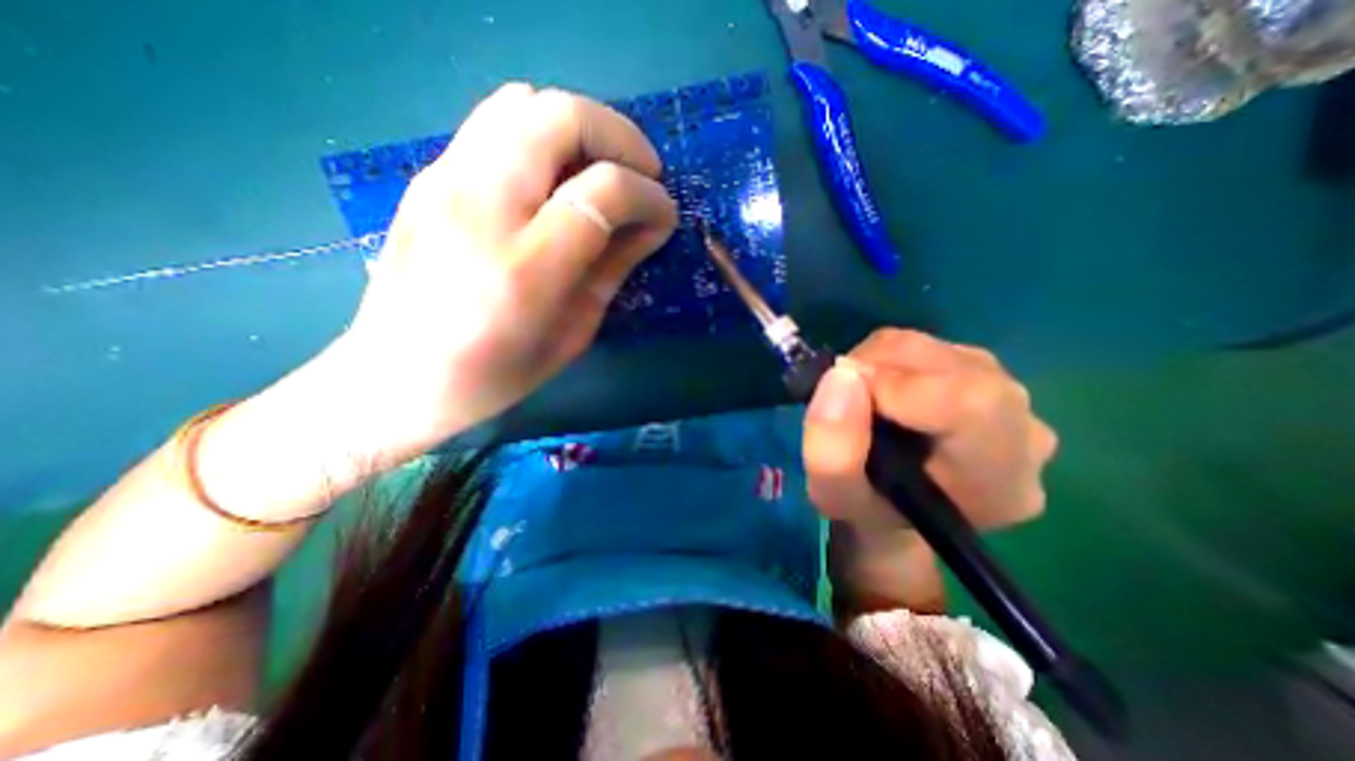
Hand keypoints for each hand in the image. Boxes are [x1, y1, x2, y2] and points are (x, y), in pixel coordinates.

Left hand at [336, 82, 677, 451]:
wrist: (394, 378)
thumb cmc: (495, 375)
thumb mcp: (572, 334)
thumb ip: (613, 269)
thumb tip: (652, 224)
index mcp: (525, 268)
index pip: (603, 191)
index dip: (648, 194)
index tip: (665, 212)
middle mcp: (480, 207)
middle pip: (559, 117)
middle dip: (619, 136)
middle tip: (644, 172)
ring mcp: (443, 180)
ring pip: (524, 102)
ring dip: (581, 127)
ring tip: (604, 169)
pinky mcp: (428, 175)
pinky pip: (495, 123)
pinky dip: (544, 134)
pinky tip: (558, 178)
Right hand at [801, 330, 1058, 536]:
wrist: (898, 505)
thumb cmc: (869, 508)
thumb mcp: (834, 497)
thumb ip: (832, 451)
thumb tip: (841, 374)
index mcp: (999, 481)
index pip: (968, 403)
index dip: (896, 386)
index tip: (844, 394)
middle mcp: (1022, 432)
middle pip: (949, 366)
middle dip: (877, 369)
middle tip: (842, 398)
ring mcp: (1009, 395)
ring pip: (932, 347)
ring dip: (878, 363)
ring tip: (862, 401)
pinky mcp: (985, 371)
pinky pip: (927, 345)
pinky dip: (887, 359)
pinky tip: (881, 392)